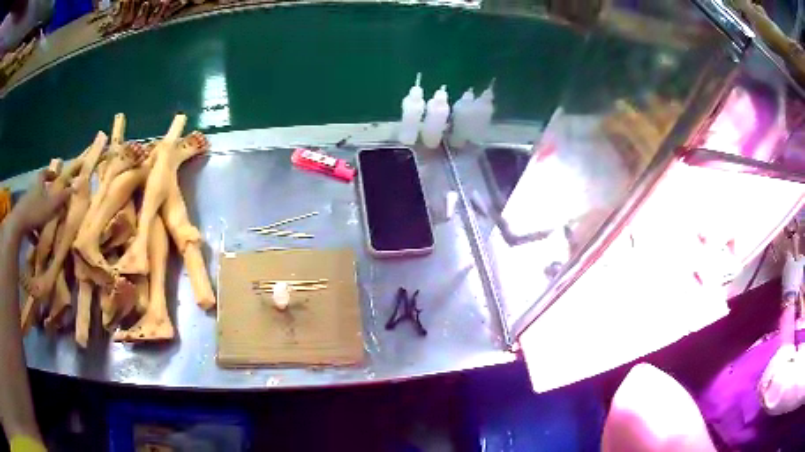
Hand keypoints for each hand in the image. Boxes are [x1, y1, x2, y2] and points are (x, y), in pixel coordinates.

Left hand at [5, 169, 70, 236]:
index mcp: (38, 184)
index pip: (45, 173)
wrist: (18, 224)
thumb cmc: (35, 212)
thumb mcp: (51, 205)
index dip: (50, 174)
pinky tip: (36, 240)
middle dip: (45, 197)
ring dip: (39, 214)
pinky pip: (29, 222)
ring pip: (34, 206)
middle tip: (51, 205)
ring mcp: (25, 204)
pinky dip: (33, 229)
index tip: (56, 177)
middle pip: (39, 190)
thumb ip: (62, 197)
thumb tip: (75, 186)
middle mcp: (32, 191)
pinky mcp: (22, 217)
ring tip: (45, 227)